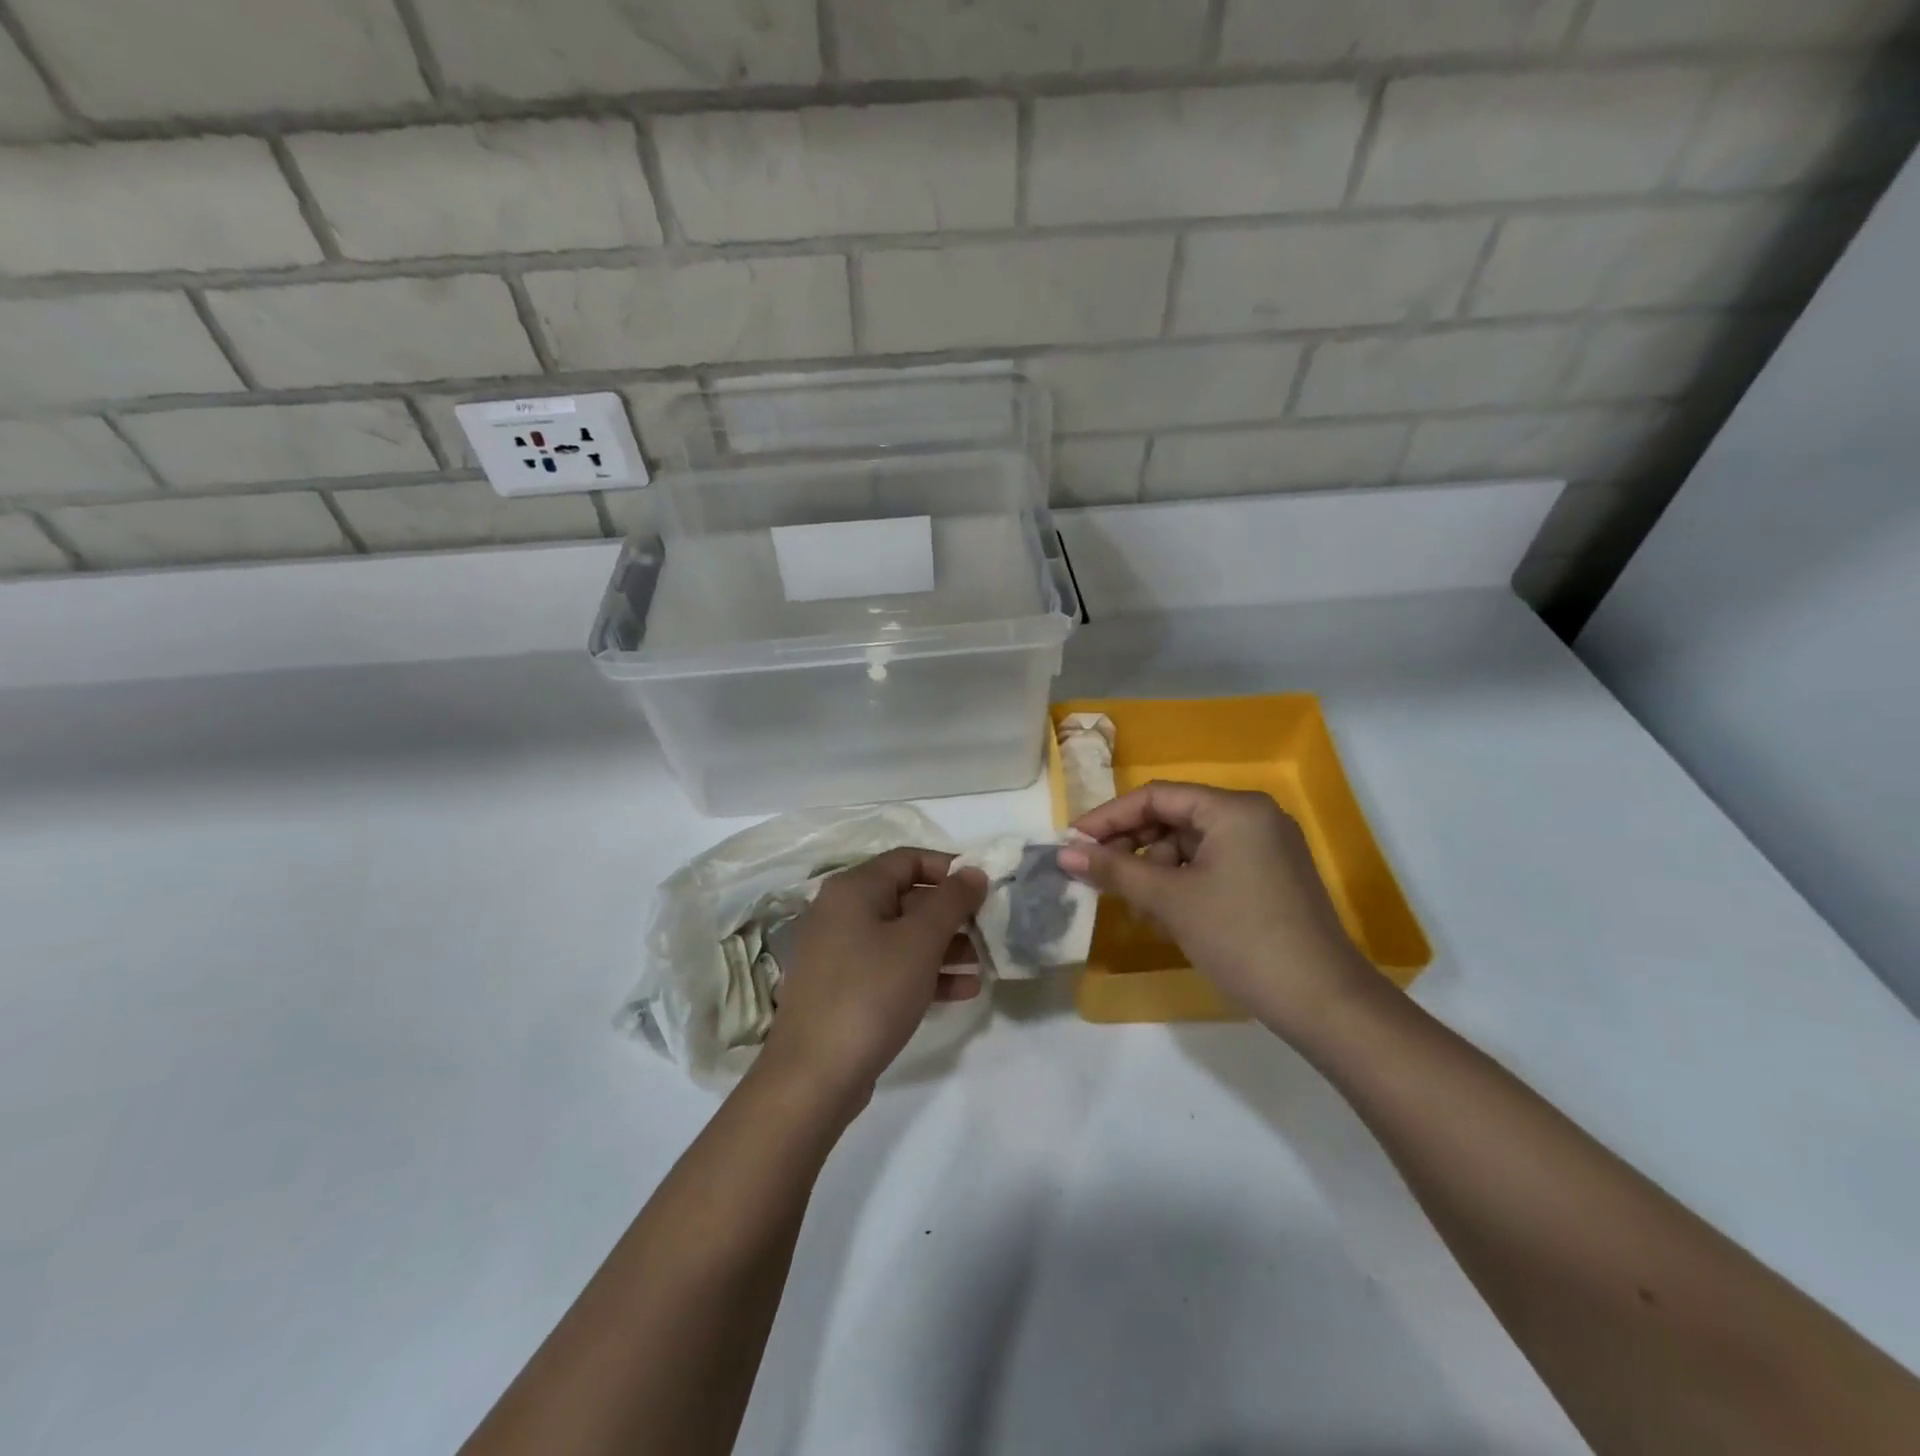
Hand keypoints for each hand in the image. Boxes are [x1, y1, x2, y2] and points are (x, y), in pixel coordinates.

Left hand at [759, 848, 987, 1115]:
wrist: (814, 1076)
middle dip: (952, 914)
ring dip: (945, 946)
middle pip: (908, 898)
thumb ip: (952, 901)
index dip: (951, 868)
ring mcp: (841, 952)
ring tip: (984, 965)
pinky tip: (963, 991)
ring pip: (903, 936)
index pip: (910, 859)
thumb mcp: (920, 942)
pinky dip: (925, 973)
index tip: (985, 888)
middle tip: (991, 930)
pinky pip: (892, 967)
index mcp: (854, 888)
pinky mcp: (846, 988)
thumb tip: (973, 871)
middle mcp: (843, 912)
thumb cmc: (871, 993)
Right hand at [1058, 781, 1373, 1034]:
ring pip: (1191, 844)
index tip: (1073, 842)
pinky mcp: (1271, 876)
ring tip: (1133, 904)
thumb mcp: (1169, 900)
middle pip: (1174, 817)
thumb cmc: (1240, 937)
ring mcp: (1266, 847)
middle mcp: (1253, 816)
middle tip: (1095, 873)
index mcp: (1234, 808)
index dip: (1109, 818)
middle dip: (1132, 845)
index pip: (1156, 797)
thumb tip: (1064, 853)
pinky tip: (1165, 914)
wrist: (1322, 1001)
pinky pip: (1213, 864)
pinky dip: (1183, 882)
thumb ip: (1114, 869)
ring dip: (1155, 868)